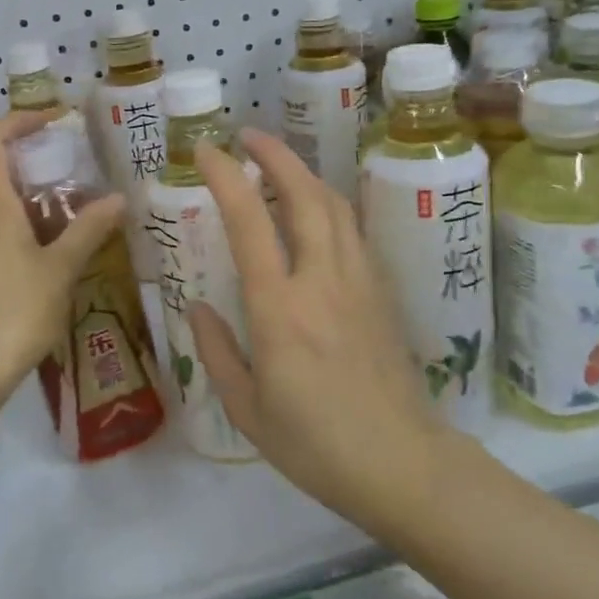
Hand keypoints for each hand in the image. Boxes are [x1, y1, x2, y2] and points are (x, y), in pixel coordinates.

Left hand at [0, 110, 124, 413]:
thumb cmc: (12, 312)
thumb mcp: (60, 269)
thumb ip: (89, 230)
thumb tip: (118, 197)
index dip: (19, 120)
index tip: (56, 120)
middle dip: (38, 166)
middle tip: (80, 175)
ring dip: (36, 202)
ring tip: (78, 217)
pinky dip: (26, 230)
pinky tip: (55, 258)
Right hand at [188, 129, 446, 535]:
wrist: (402, 463)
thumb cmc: (315, 445)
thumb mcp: (248, 410)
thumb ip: (217, 351)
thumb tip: (196, 306)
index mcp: (280, 309)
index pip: (250, 222)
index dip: (227, 177)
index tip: (206, 151)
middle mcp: (322, 280)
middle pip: (304, 194)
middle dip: (275, 154)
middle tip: (247, 136)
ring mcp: (359, 281)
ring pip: (335, 205)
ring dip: (305, 173)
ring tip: (280, 164)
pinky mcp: (382, 291)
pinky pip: (354, 230)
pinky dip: (330, 204)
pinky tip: (318, 211)